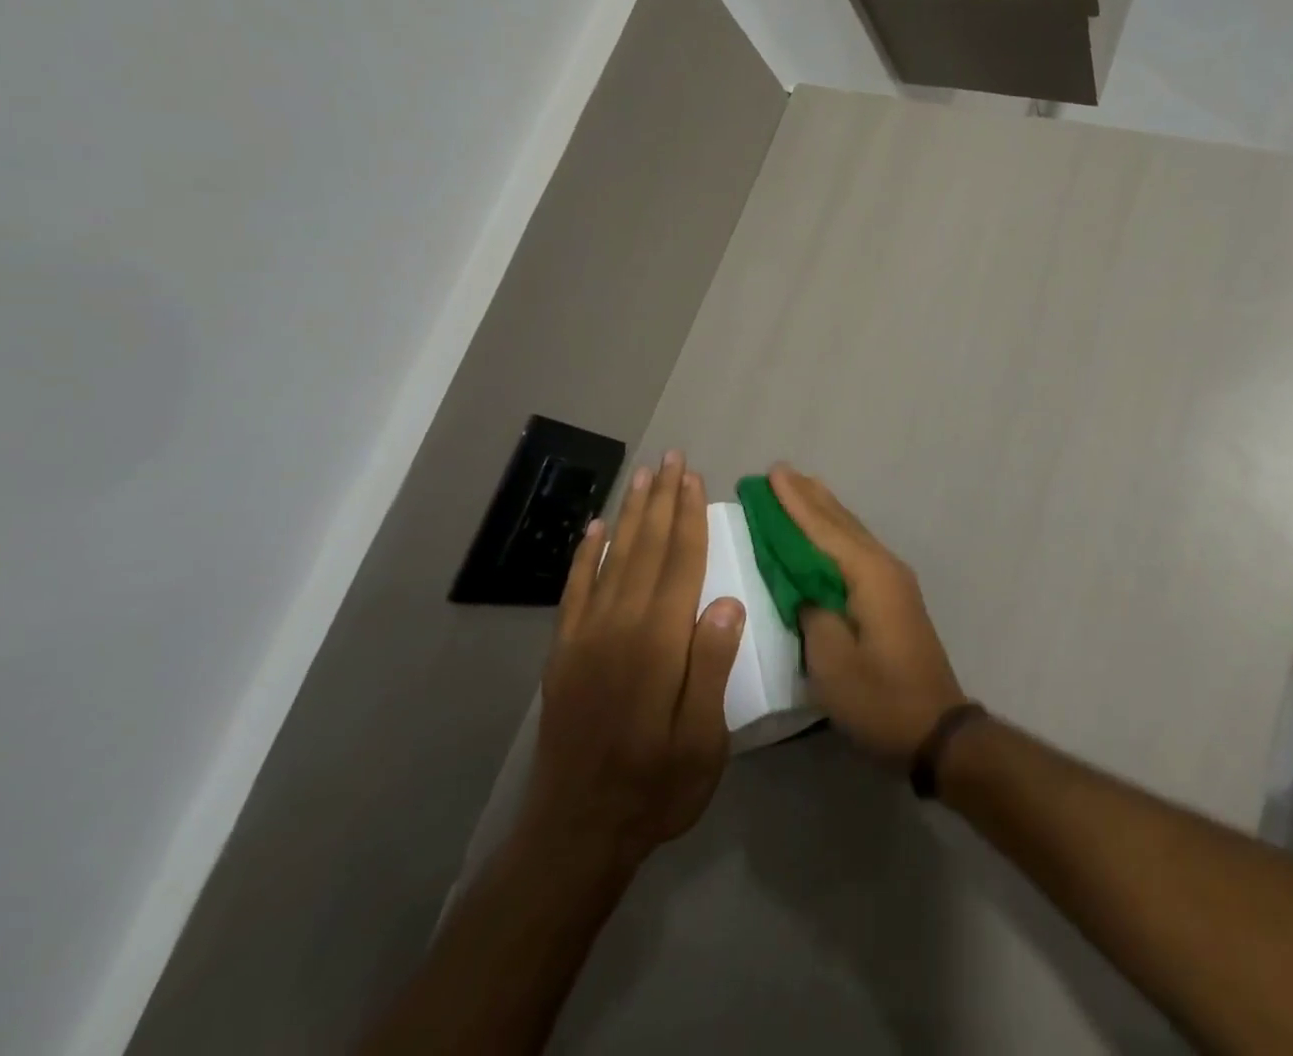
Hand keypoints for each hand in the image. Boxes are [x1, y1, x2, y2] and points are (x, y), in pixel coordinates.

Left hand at [519, 453, 745, 871]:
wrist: (576, 833)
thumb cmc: (655, 786)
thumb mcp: (703, 740)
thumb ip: (712, 666)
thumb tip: (728, 601)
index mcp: (658, 644)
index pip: (679, 564)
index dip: (688, 517)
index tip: (693, 478)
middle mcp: (618, 627)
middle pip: (645, 549)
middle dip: (661, 500)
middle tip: (670, 458)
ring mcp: (585, 638)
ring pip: (611, 559)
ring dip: (629, 514)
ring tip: (642, 477)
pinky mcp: (564, 654)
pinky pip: (575, 591)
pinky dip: (585, 555)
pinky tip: (594, 529)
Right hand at [771, 465, 967, 767]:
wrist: (935, 728)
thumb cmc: (880, 697)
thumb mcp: (832, 662)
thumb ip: (812, 613)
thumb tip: (803, 587)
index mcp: (868, 574)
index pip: (823, 529)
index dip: (794, 502)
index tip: (771, 473)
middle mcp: (884, 566)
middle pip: (841, 523)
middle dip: (809, 497)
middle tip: (780, 471)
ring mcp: (893, 580)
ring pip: (852, 533)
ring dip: (824, 511)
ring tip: (801, 487)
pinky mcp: (894, 597)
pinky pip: (857, 551)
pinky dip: (836, 534)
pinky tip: (827, 534)